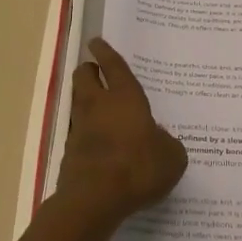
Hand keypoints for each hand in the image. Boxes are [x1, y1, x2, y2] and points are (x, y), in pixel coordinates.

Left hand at [55, 38, 187, 228]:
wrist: (94, 199)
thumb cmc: (138, 168)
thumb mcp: (171, 157)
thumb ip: (167, 143)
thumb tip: (159, 138)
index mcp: (125, 97)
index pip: (113, 66)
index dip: (105, 52)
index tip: (96, 41)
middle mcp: (98, 105)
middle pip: (84, 76)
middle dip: (88, 70)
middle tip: (96, 71)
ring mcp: (80, 128)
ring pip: (78, 102)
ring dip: (86, 100)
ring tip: (101, 108)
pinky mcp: (70, 151)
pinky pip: (79, 132)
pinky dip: (87, 132)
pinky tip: (101, 144)